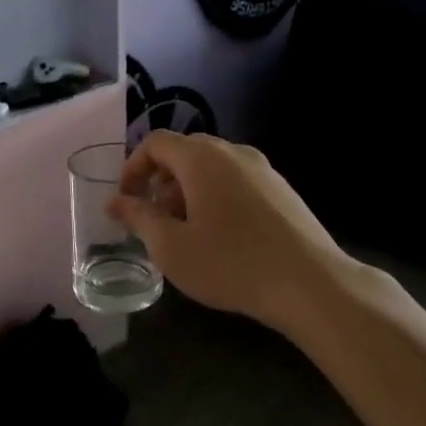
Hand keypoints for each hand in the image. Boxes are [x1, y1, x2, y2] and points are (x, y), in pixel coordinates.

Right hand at [107, 132, 354, 331]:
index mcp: (201, 158)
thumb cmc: (231, 263)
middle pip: (185, 151)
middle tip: (155, 218)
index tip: (127, 201)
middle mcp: (232, 152)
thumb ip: (138, 218)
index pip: (156, 143)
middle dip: (161, 180)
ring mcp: (262, 168)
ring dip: (189, 189)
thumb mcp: (171, 247)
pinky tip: (223, 235)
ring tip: (187, 230)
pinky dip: (216, 195)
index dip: (133, 167)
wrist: (310, 283)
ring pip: (212, 166)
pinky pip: (236, 179)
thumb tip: (114, 201)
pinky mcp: (281, 188)